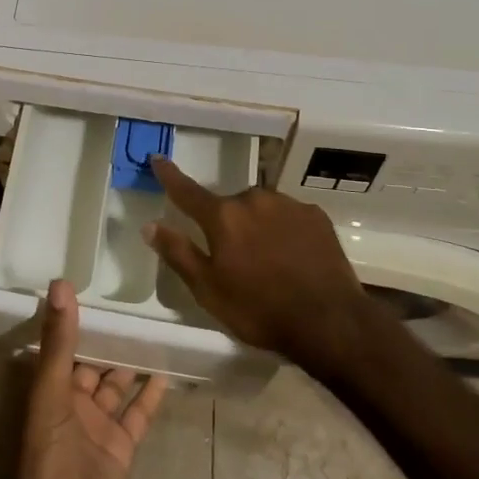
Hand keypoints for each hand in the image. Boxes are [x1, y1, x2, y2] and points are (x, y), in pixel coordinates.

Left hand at [14, 279, 166, 478]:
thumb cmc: (49, 464)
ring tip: (154, 331)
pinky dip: (149, 396)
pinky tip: (165, 372)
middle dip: (109, 340)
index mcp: (48, 393)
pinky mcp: (120, 450)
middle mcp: (71, 407)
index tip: (96, 287)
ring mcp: (97, 429)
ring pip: (117, 387)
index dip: (77, 321)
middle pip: (92, 365)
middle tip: (135, 305)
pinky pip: (137, 415)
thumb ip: (59, 343)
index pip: (63, 348)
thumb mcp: (50, 397)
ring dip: (131, 363)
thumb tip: (59, 284)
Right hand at [145, 157, 375, 378]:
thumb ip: (178, 253)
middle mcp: (254, 199)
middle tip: (235, 260)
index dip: (169, 175)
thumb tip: (150, 225)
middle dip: (227, 224)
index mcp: (223, 216)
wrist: (328, 320)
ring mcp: (288, 203)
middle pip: (230, 205)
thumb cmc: (259, 309)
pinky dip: (284, 230)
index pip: (187, 191)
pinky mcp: (315, 214)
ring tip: (268, 263)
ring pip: (261, 209)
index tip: (158, 157)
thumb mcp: (209, 290)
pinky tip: (293, 258)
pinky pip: (289, 216)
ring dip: (257, 226)